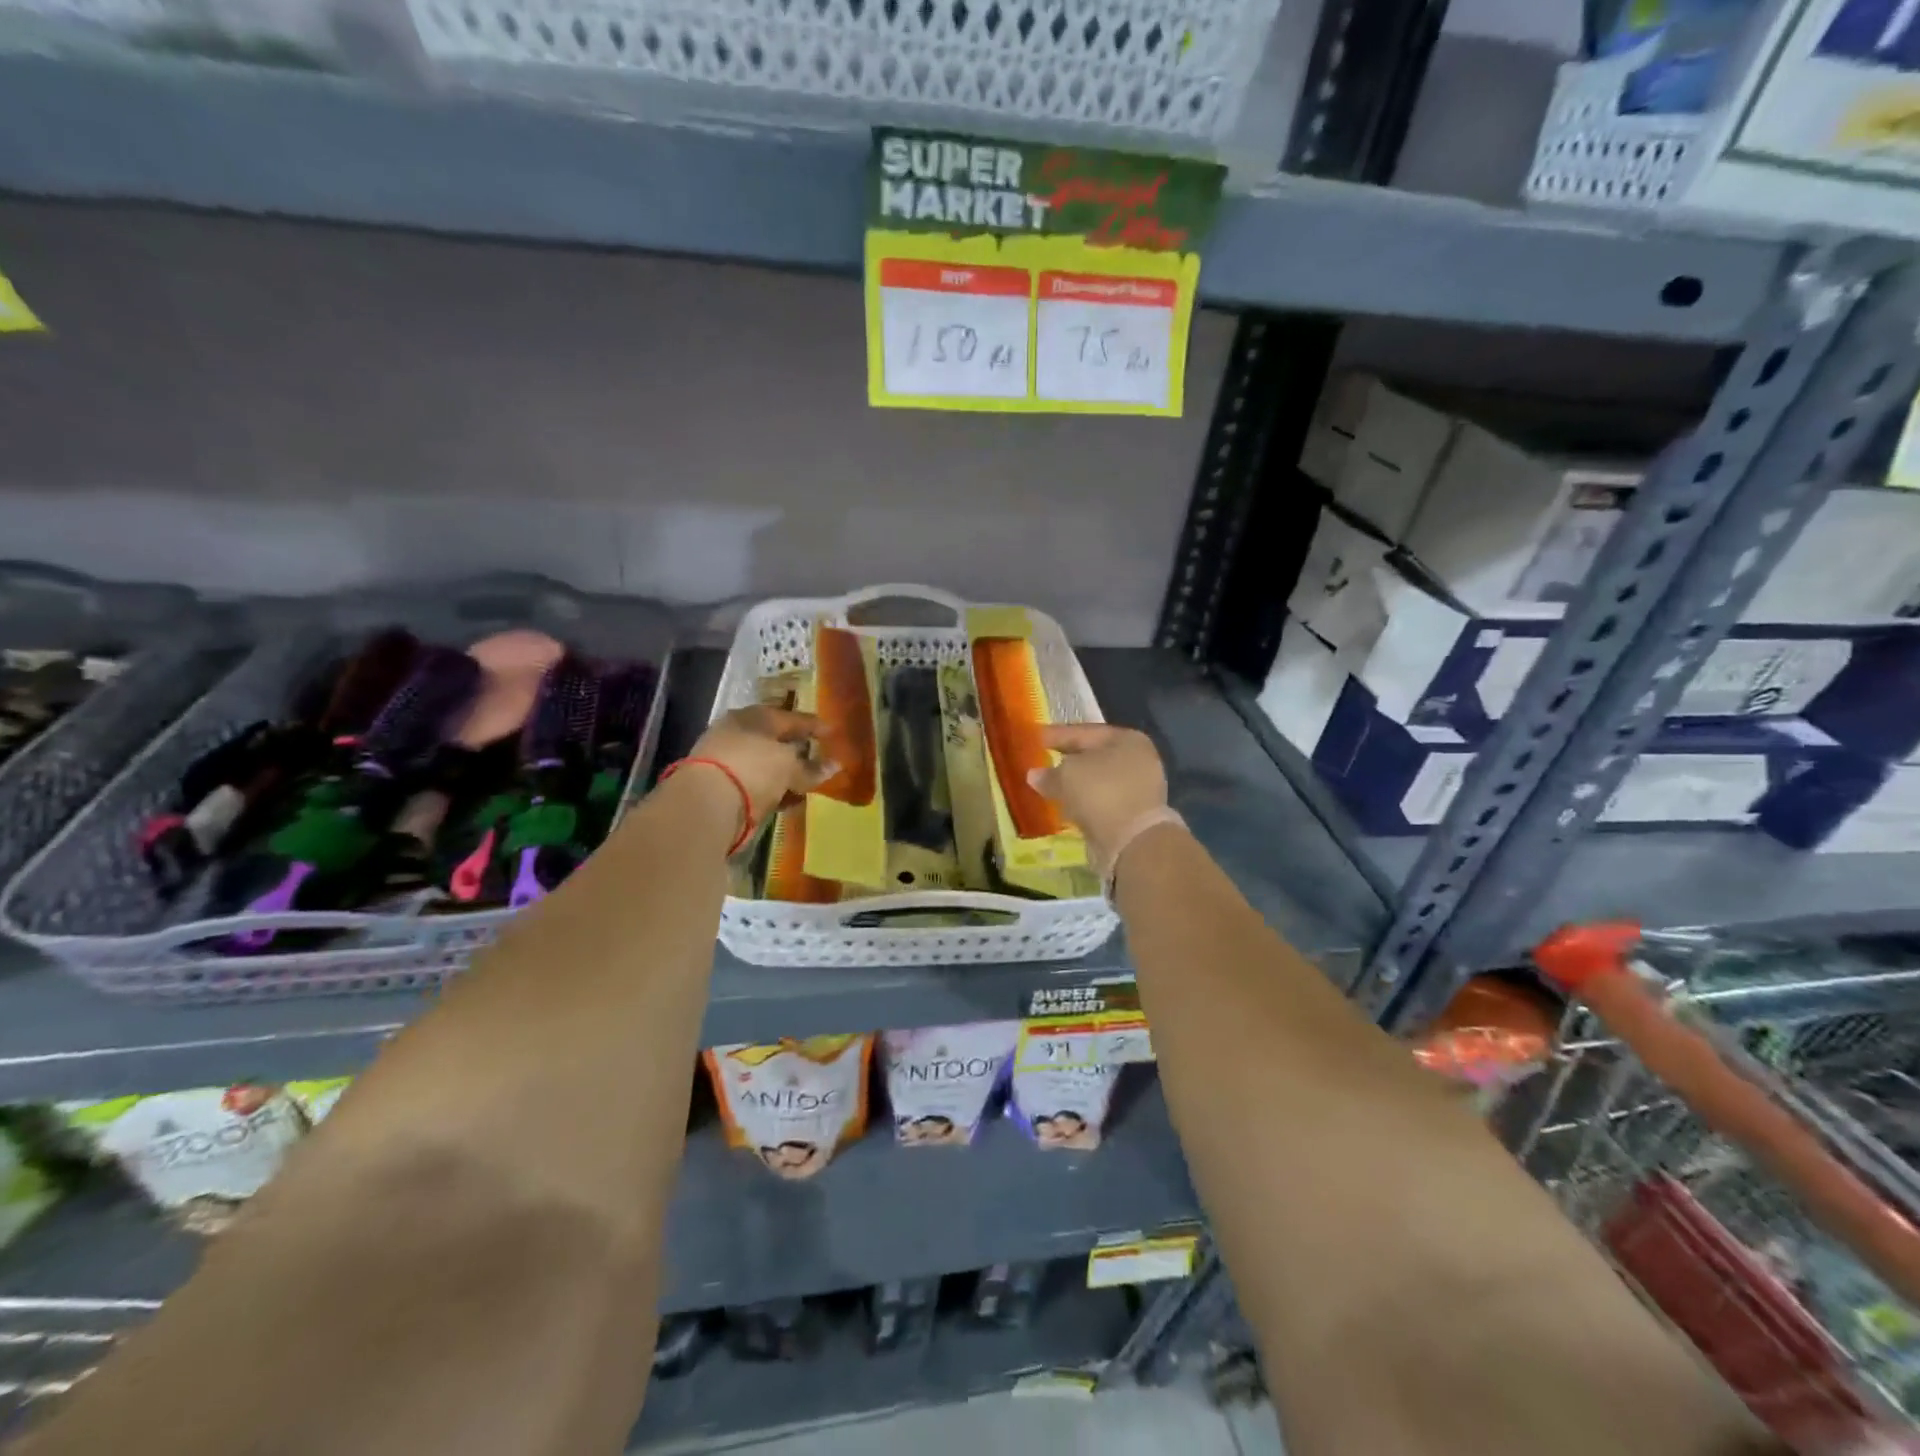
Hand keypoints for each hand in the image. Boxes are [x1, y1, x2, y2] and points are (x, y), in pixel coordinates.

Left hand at [686, 706, 835, 825]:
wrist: (706, 803)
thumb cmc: (753, 767)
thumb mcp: (789, 766)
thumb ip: (811, 768)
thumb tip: (835, 766)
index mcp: (753, 717)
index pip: (789, 717)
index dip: (812, 725)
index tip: (832, 733)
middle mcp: (738, 734)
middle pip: (774, 740)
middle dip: (797, 748)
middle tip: (820, 755)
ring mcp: (728, 761)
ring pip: (766, 764)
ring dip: (786, 773)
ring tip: (810, 782)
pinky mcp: (723, 788)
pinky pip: (758, 785)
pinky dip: (775, 790)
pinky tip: (791, 799)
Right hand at [1027, 724, 1168, 868]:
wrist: (1133, 842)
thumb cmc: (1101, 793)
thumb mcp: (1067, 775)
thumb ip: (1048, 773)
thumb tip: (1034, 775)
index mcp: (1126, 739)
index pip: (1082, 732)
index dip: (1054, 735)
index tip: (1031, 738)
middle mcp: (1137, 759)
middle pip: (1091, 756)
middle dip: (1064, 761)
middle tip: (1038, 762)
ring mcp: (1138, 788)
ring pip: (1095, 781)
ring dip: (1073, 785)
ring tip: (1047, 787)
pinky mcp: (1132, 814)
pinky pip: (1100, 802)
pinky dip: (1082, 803)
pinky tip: (1063, 807)